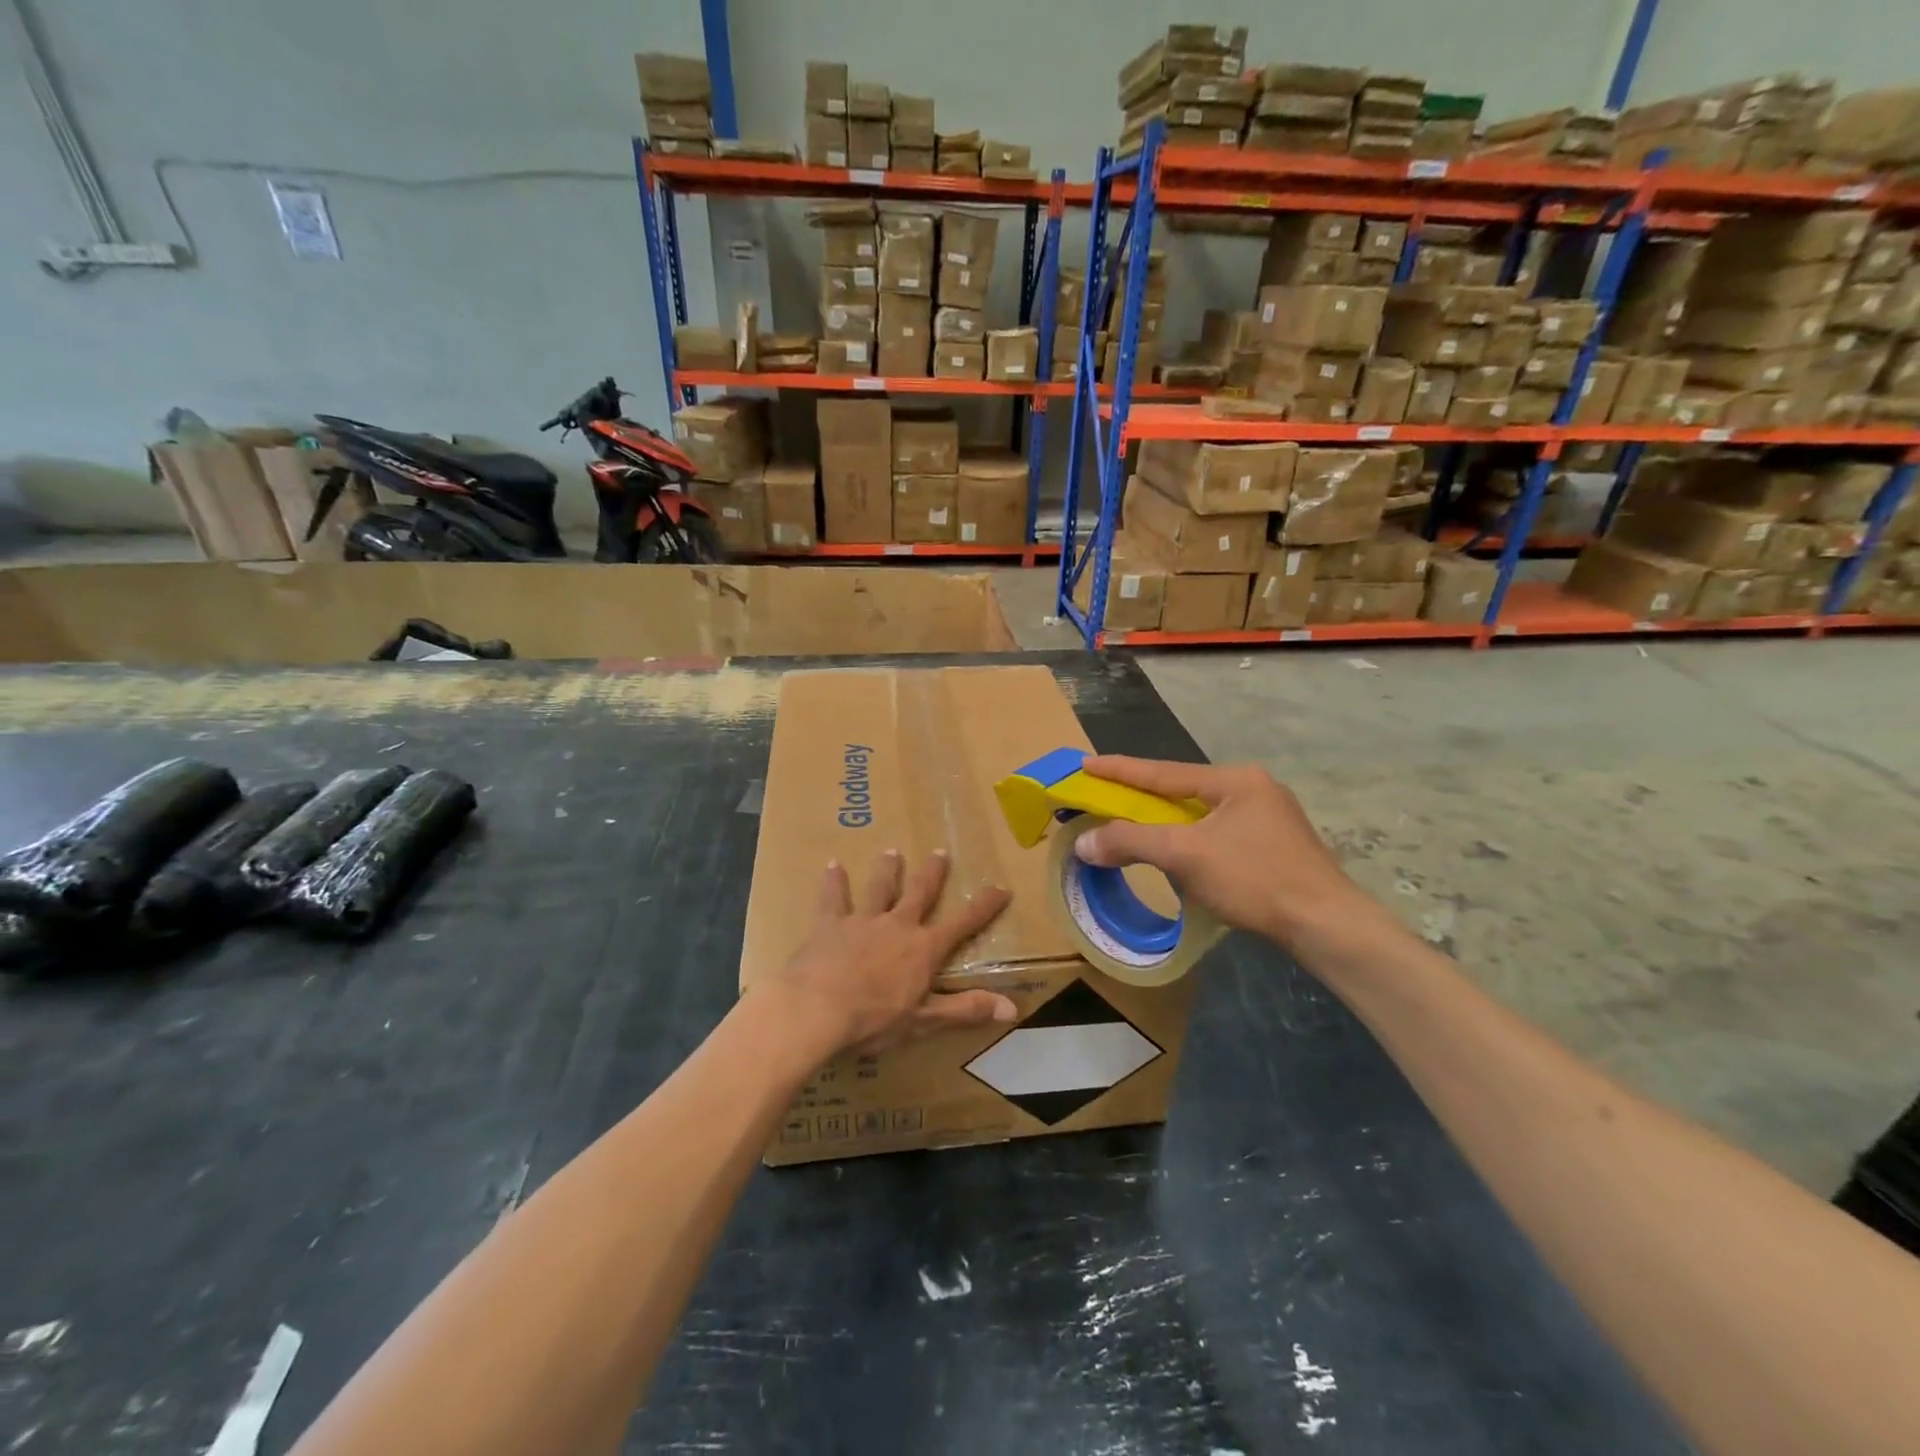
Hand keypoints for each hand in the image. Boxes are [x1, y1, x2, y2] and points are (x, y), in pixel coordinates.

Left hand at [761, 849, 1014, 1055]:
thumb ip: (965, 1010)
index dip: (984, 906)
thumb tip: (1012, 1008)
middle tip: (939, 852)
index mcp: (923, 949)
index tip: (1001, 887)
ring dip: (887, 870)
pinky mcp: (830, 924)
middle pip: (920, 893)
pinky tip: (832, 865)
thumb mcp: (924, 1021)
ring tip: (892, 852)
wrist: (816, 1009)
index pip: (962, 924)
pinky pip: (833, 898)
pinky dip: (834, 882)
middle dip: (932, 874)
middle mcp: (897, 926)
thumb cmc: (873, 1020)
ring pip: (879, 888)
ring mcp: (863, 921)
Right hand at [1072, 756, 1371, 948]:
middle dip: (1141, 795)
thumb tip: (1083, 842)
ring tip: (1132, 823)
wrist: (1326, 925)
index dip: (1119, 770)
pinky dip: (1187, 839)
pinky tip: (1176, 851)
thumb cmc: (1255, 879)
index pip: (1163, 772)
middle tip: (1104, 794)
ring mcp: (1268, 817)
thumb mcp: (1185, 856)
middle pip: (1181, 790)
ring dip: (1164, 820)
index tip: (1085, 763)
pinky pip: (1216, 833)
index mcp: (1235, 780)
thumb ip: (1132, 842)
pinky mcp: (1274, 845)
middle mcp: (1252, 789)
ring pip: (1199, 814)